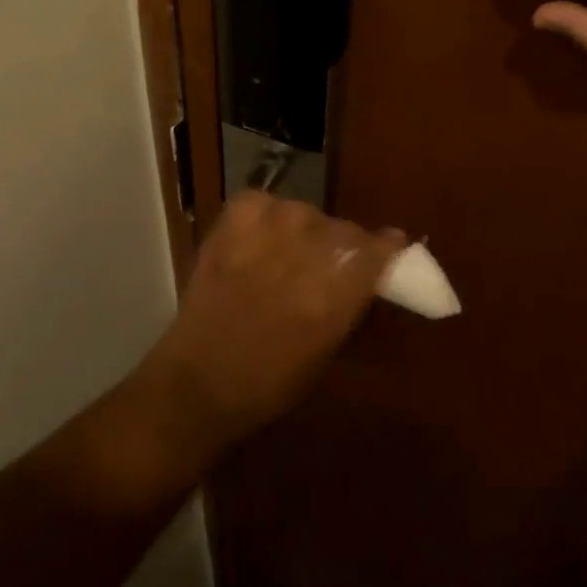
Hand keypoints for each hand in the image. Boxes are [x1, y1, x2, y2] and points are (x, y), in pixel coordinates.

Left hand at [140, 192, 403, 450]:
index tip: (388, 247)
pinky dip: (264, 216)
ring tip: (284, 254)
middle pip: (343, 229)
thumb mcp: (328, 348)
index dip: (385, 246)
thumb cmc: (270, 383)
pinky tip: (258, 240)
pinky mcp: (233, 221)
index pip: (376, 248)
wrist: (198, 381)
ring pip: (305, 214)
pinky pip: (263, 203)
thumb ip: (350, 301)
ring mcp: (268, 231)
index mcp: (336, 294)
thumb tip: (369, 270)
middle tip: (324, 266)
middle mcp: (307, 254)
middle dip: (341, 246)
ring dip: (303, 231)